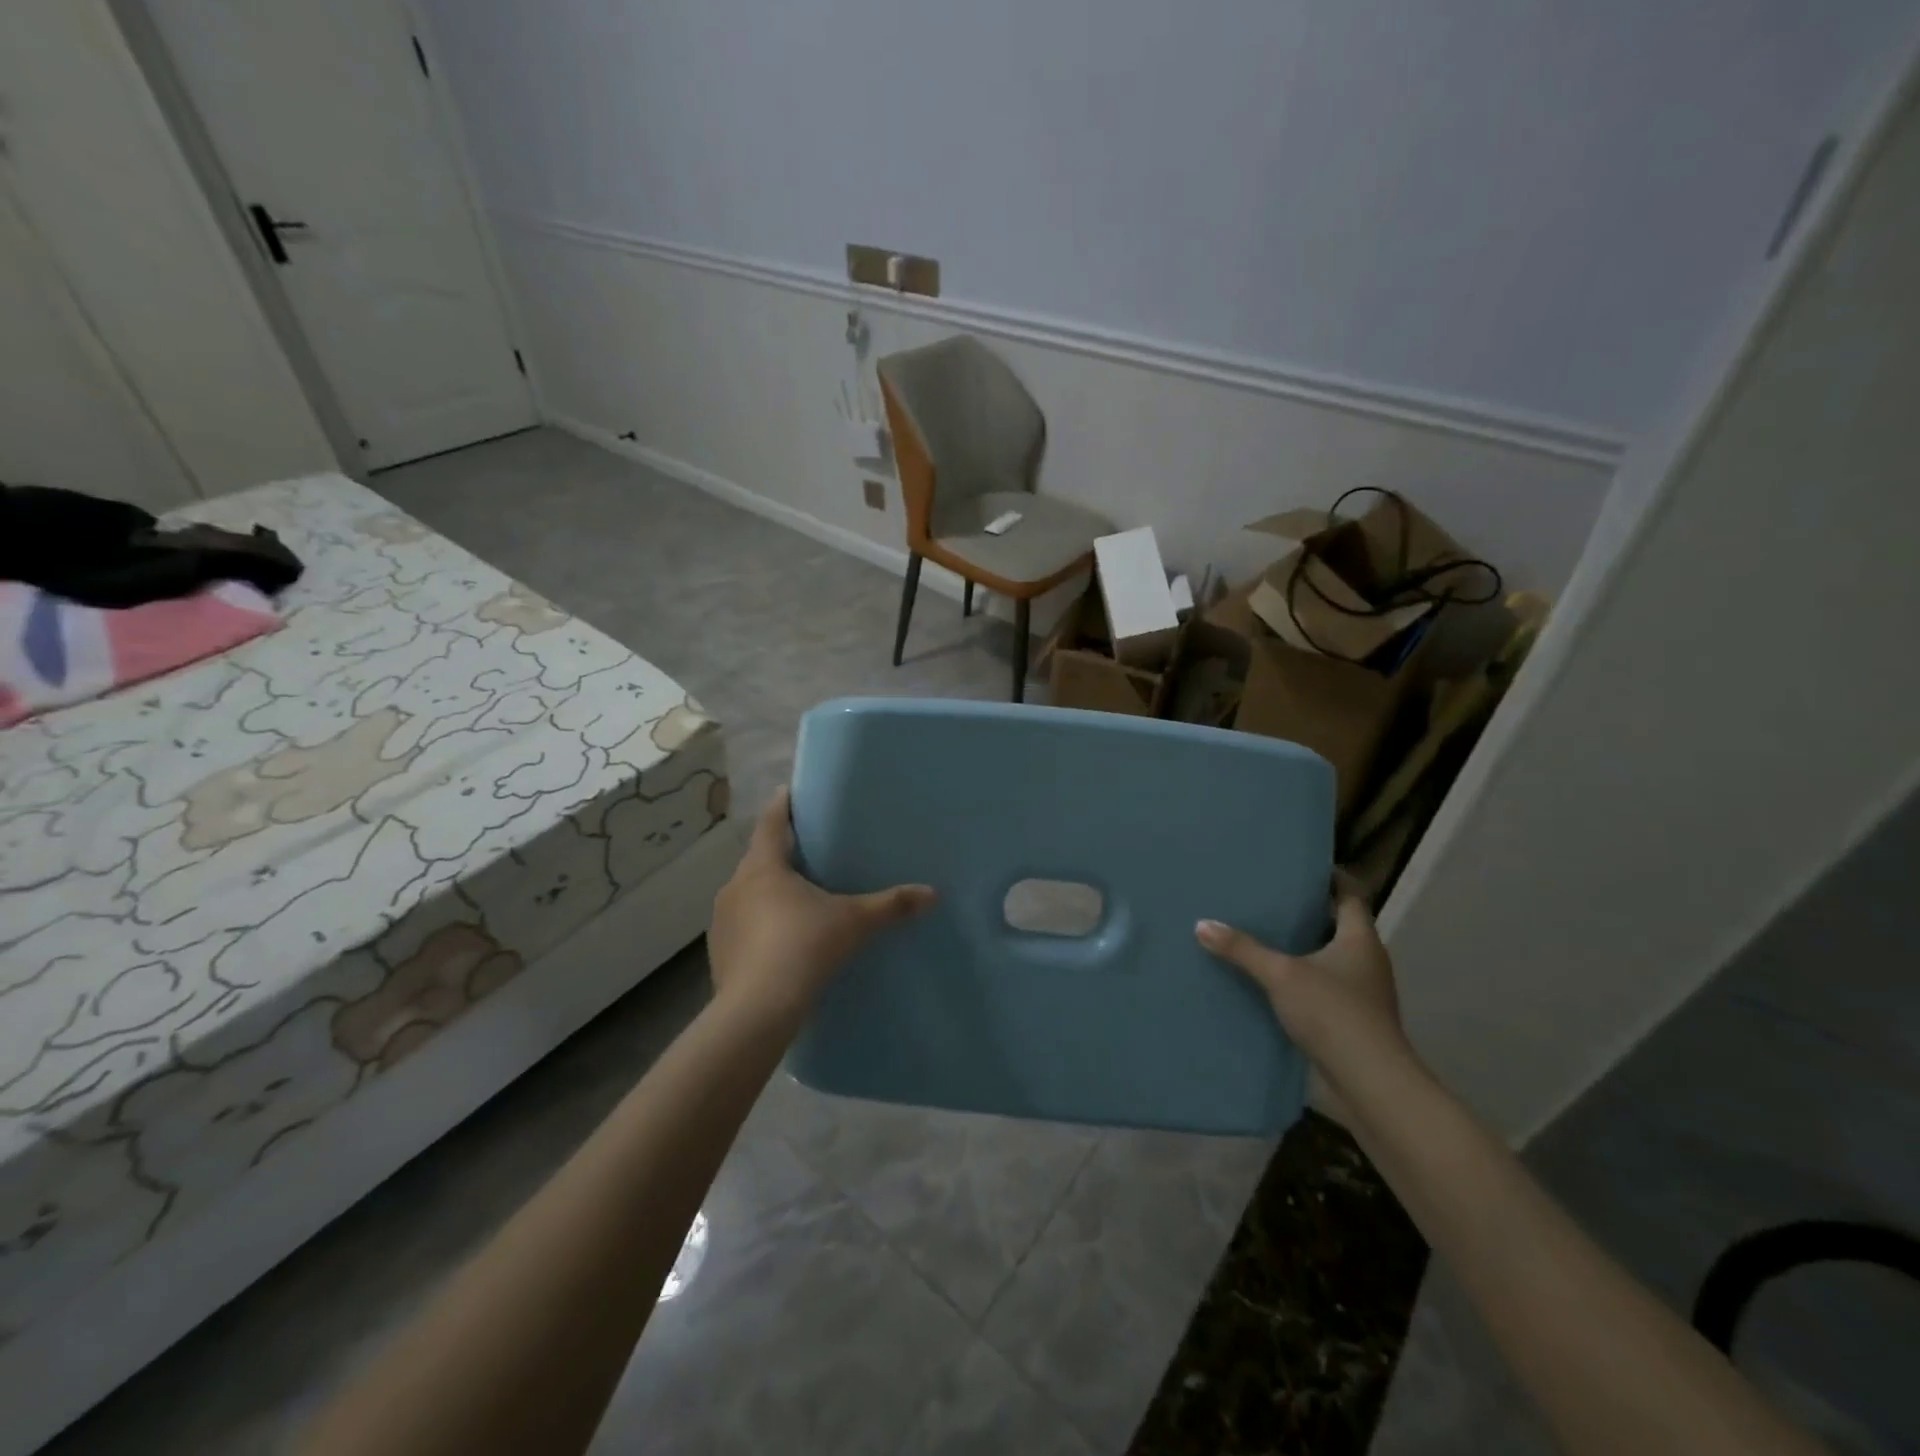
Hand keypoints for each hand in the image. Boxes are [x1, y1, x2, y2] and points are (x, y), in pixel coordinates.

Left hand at [708, 789, 934, 1024]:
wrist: (758, 1010)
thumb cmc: (805, 947)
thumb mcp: (854, 922)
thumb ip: (891, 905)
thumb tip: (932, 894)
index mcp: (764, 867)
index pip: (771, 823)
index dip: (782, 805)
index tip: (789, 792)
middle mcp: (735, 886)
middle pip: (758, 858)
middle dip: (779, 853)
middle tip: (806, 852)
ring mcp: (722, 921)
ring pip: (747, 894)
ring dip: (767, 892)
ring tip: (795, 898)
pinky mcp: (719, 953)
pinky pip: (742, 926)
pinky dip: (758, 924)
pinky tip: (779, 941)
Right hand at [1196, 873, 1412, 1107]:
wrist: (1371, 1082)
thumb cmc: (1333, 1013)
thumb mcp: (1281, 974)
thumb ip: (1242, 949)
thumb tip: (1202, 924)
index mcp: (1360, 939)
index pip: (1351, 895)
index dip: (1331, 878)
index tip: (1302, 867)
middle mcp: (1368, 961)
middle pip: (1341, 926)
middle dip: (1310, 913)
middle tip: (1272, 898)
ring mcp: (1364, 993)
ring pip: (1333, 958)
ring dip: (1306, 948)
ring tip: (1267, 936)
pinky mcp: (1354, 1020)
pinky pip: (1326, 986)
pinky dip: (1304, 978)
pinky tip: (1274, 982)